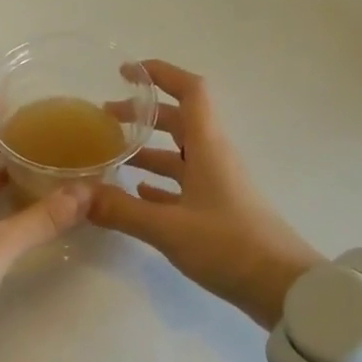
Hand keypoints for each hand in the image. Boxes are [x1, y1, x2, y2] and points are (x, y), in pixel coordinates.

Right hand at [90, 60, 322, 329]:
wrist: (284, 288)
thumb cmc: (230, 245)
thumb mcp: (169, 228)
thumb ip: (121, 210)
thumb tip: (78, 196)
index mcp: (209, 147)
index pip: (191, 91)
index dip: (161, 74)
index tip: (127, 72)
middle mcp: (214, 158)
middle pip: (178, 121)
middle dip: (142, 115)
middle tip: (104, 118)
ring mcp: (218, 185)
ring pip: (179, 155)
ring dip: (147, 150)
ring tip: (111, 156)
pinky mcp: (219, 211)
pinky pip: (184, 185)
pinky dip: (160, 183)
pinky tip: (137, 193)